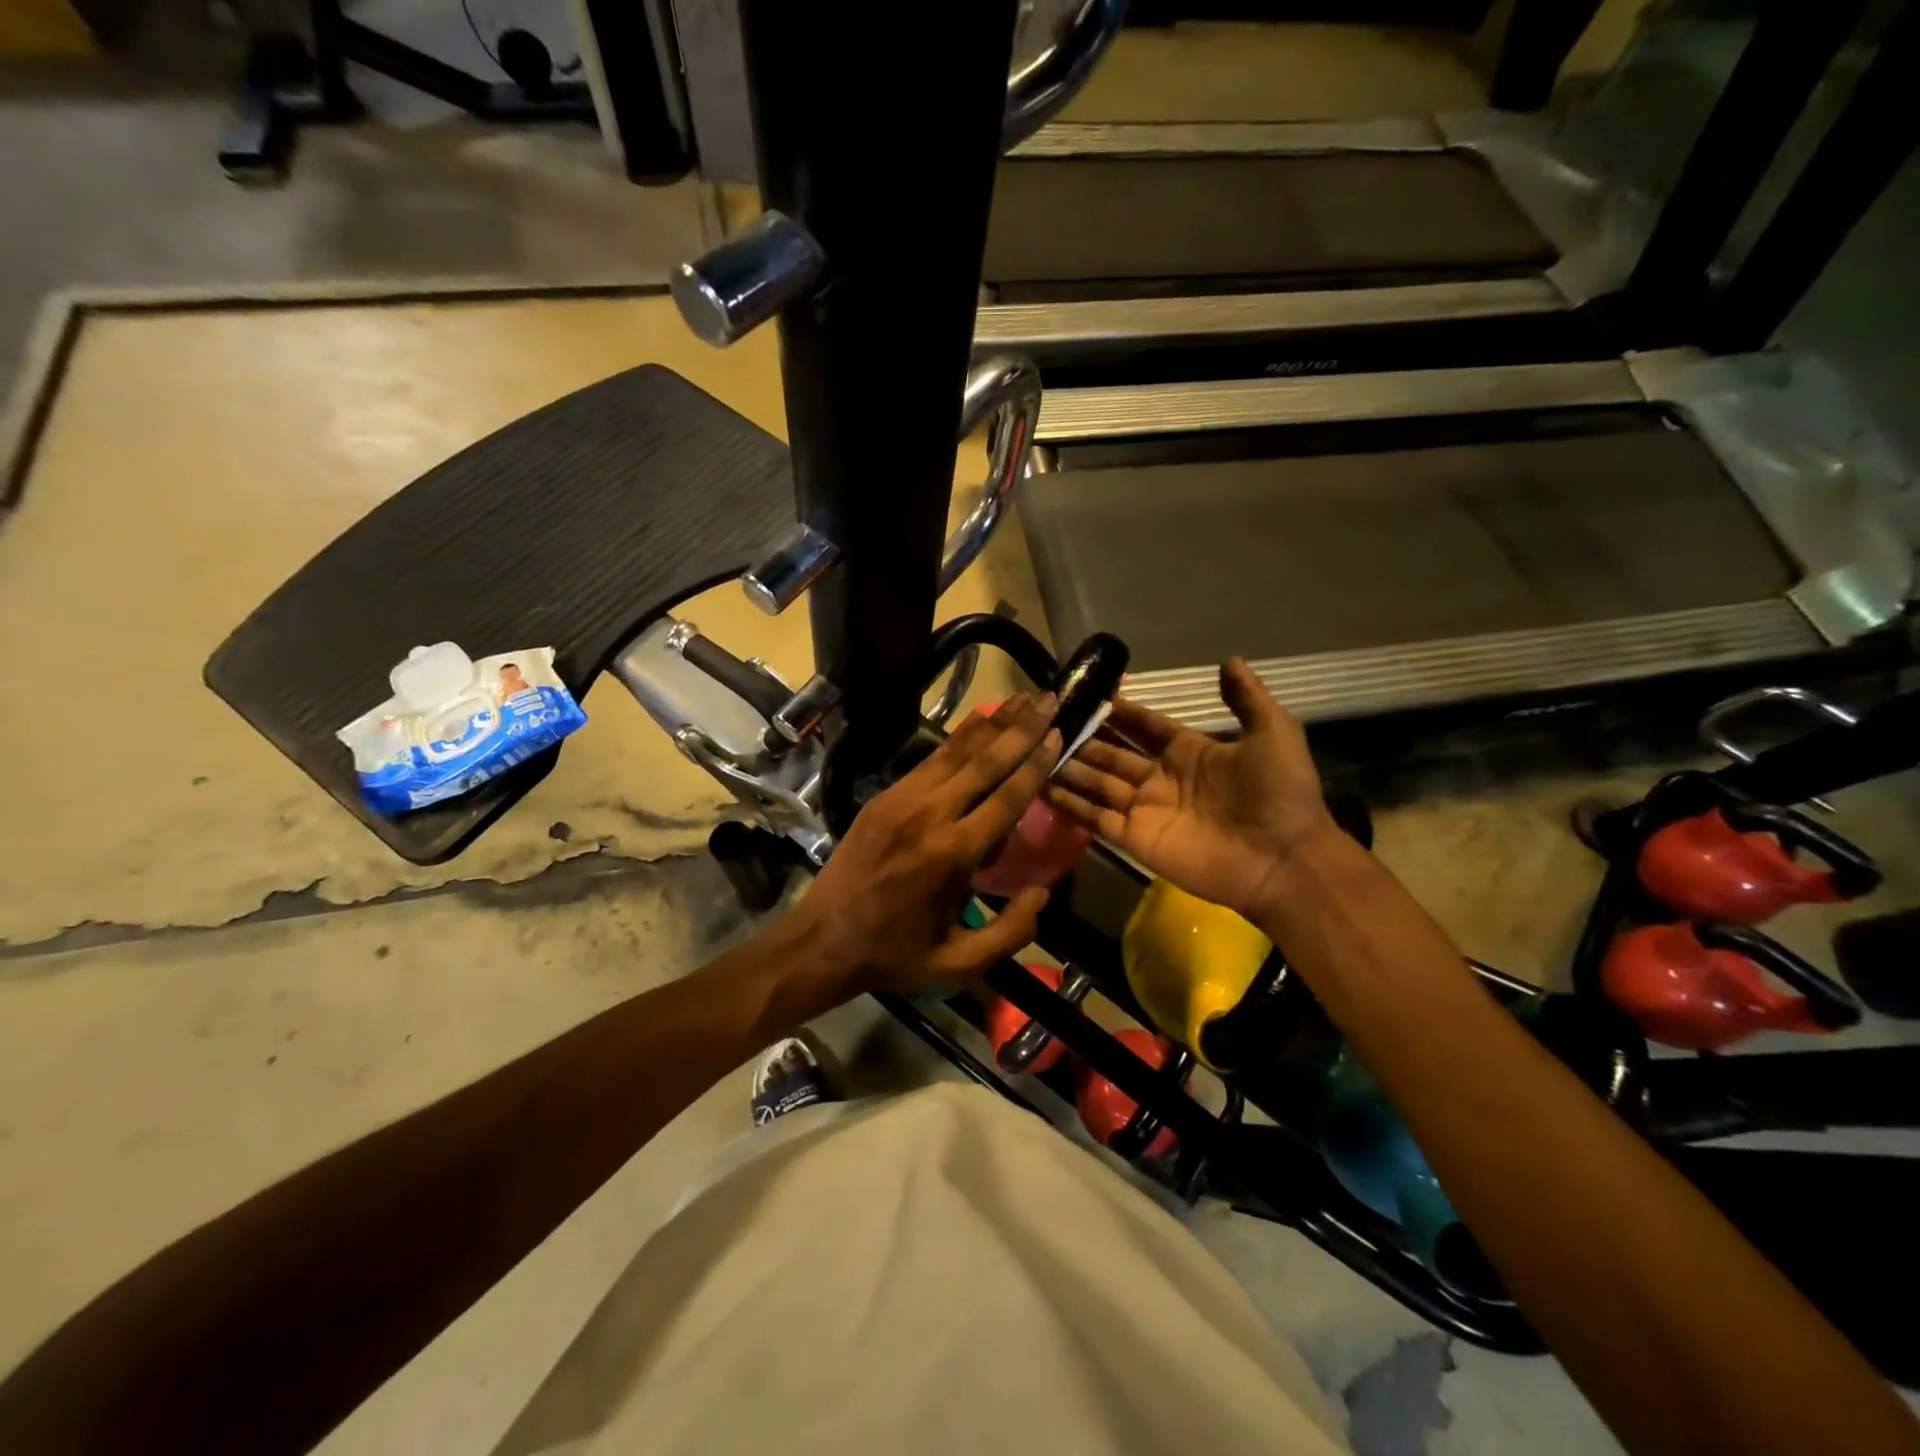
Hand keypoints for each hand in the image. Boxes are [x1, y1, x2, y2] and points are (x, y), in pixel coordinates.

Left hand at [789, 694, 1062, 999]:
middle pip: (982, 762)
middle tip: (1050, 699)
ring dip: (991, 723)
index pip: (1004, 799)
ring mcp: (901, 800)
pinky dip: (958, 739)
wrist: (821, 940)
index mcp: (951, 855)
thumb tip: (1043, 893)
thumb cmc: (894, 954)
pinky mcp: (883, 797)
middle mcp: (928, 815)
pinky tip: (978, 723)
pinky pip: (929, 760)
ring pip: (954, 752)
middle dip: (1020, 728)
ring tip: (1021, 697)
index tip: (1057, 734)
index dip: (1034, 764)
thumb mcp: (958, 964)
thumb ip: (1010, 932)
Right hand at [1045, 658, 1336, 920]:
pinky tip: (1043, 788)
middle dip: (1085, 739)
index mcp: (1189, 751)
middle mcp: (1160, 778)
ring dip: (1070, 769)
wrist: (1283, 859)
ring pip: (1097, 783)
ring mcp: (1145, 810)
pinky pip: (1095, 818)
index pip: (1144, 726)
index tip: (1090, 695)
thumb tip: (1229, 660)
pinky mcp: (1134, 840)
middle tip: (1050, 723)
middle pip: (1112, 753)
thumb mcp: (1272, 733)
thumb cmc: (1278, 794)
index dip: (1120, 712)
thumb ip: (1247, 699)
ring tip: (1036, 752)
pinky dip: (1070, 805)